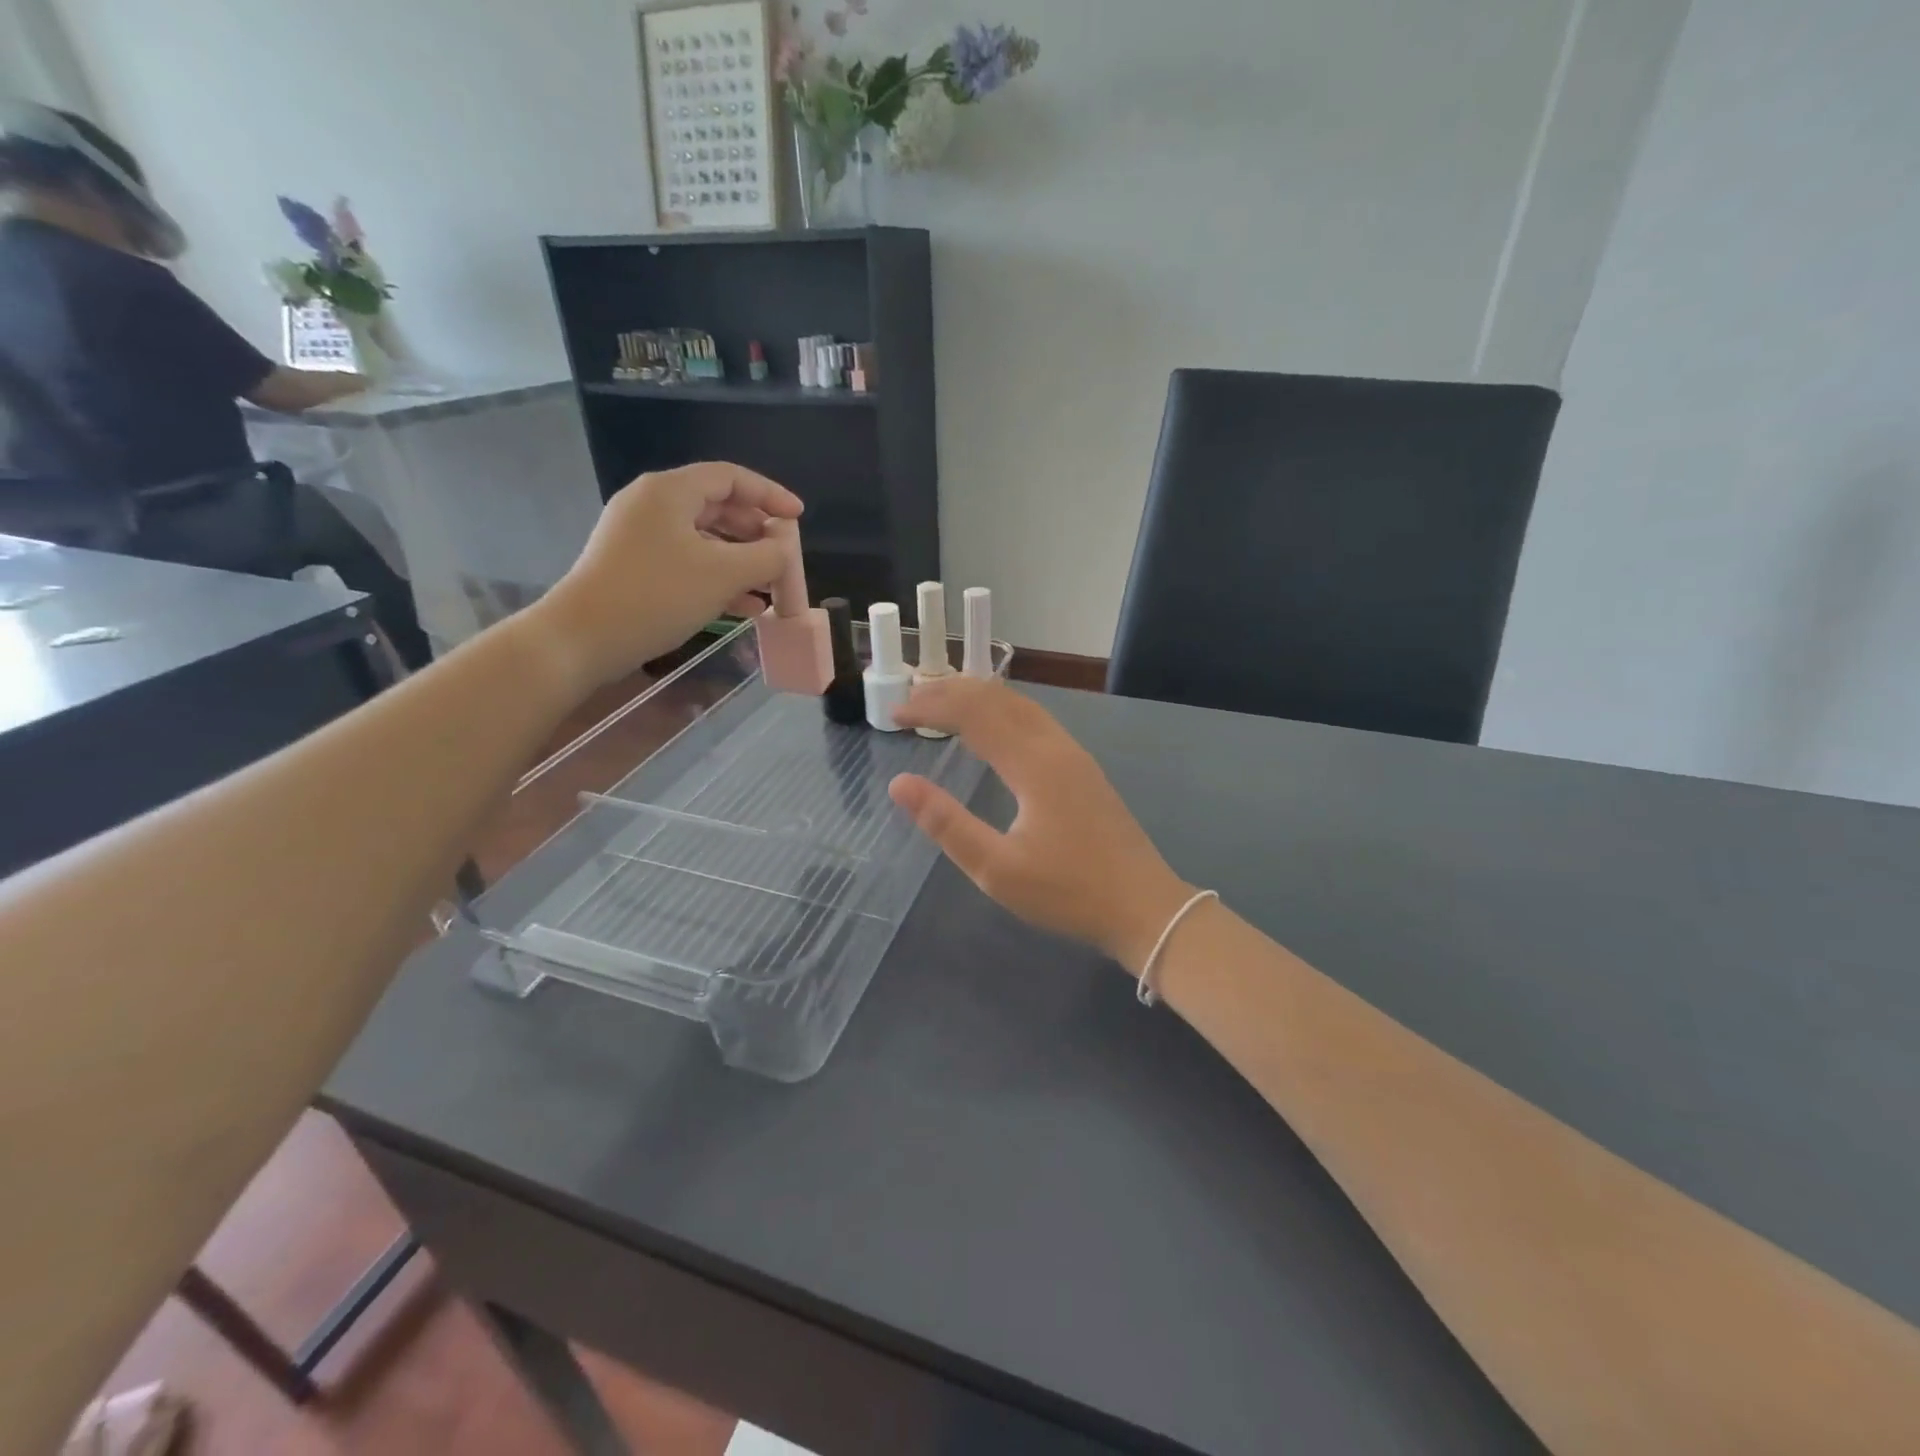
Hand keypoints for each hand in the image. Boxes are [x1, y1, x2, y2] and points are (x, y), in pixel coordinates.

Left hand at [530, 463, 800, 692]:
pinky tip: (745, 606)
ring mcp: (640, 536)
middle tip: (784, 555)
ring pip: (704, 538)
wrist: (584, 638)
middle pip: (717, 506)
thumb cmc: (657, 595)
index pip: (731, 478)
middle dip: (757, 531)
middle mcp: (653, 504)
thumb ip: (767, 555)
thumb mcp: (725, 574)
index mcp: (670, 491)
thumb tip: (785, 547)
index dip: (770, 494)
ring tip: (770, 586)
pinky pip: (688, 561)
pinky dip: (718, 577)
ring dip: (741, 560)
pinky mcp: (635, 566)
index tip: (799, 517)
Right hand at [889, 678, 1195, 976]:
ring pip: (1020, 705)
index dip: (930, 706)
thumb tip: (900, 784)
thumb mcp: (997, 869)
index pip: (973, 713)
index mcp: (1033, 764)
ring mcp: (1074, 755)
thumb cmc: (1068, 893)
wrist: (1144, 908)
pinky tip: (990, 731)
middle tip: (909, 703)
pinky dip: (1000, 712)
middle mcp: (1055, 747)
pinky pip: (1034, 721)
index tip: (895, 716)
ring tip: (940, 706)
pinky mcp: (1083, 769)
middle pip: (998, 697)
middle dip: (950, 692)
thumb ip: (946, 824)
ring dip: (977, 698)